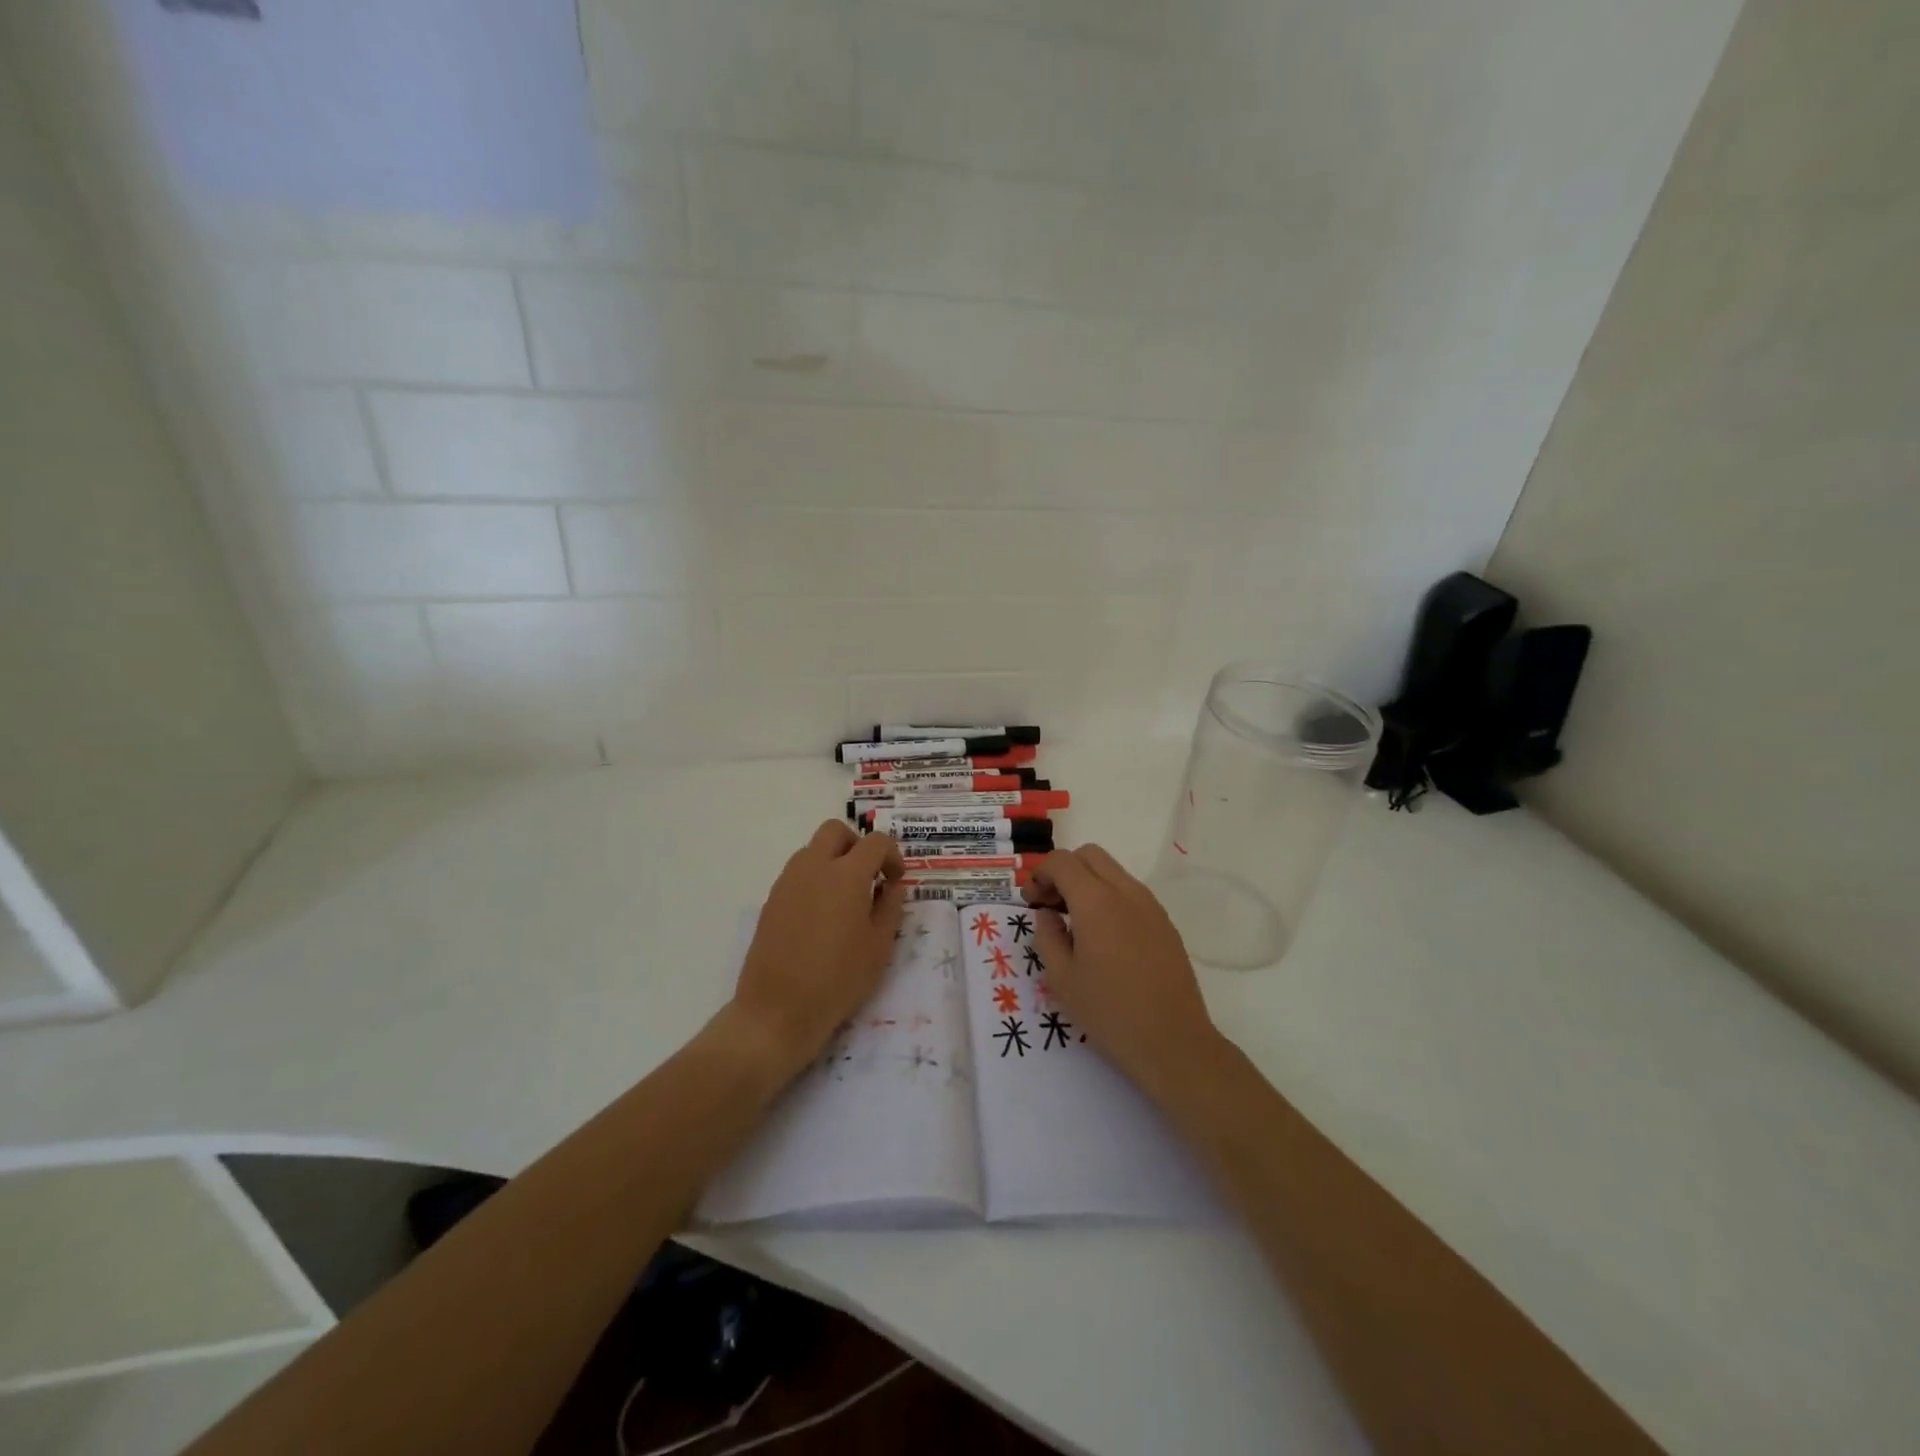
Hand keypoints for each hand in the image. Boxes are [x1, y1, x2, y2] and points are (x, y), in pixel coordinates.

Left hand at [729, 821, 905, 1077]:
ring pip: (813, 849)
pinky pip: (797, 873)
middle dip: (857, 845)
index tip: (896, 881)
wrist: (777, 1011)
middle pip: (836, 832)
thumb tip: (892, 886)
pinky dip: (815, 879)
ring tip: (846, 898)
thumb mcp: (879, 946)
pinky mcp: (771, 900)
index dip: (892, 855)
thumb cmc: (838, 980)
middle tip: (869, 876)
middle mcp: (814, 867)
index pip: (875, 842)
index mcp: (846, 874)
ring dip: (833, 860)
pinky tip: (822, 916)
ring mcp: (787, 882)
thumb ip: (891, 907)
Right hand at [1027, 845, 1223, 1102]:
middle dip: (1064, 870)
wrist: (1173, 1043)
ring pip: (1113, 871)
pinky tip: (1104, 937)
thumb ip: (1047, 936)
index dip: (1039, 873)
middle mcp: (1126, 892)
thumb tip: (1048, 914)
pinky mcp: (1165, 923)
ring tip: (1075, 922)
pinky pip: (1131, 893)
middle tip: (1050, 904)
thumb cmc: (1110, 1012)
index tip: (1031, 901)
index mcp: (1096, 901)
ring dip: (1088, 882)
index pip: (1061, 861)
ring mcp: (1150, 906)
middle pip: (1089, 855)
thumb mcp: (1062, 979)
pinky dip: (1109, 898)